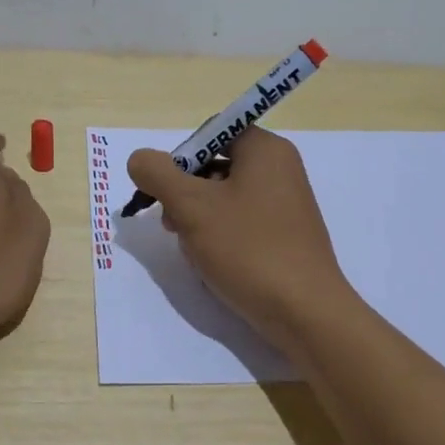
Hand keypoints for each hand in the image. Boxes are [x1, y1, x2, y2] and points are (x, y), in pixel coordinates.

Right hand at [126, 128, 356, 350]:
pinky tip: (213, 263)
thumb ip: (158, 174)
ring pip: (225, 198)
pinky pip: (243, 222)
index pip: (212, 132)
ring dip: (199, 219)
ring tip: (193, 250)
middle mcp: (280, 169)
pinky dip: (221, 236)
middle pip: (216, 165)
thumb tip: (140, 159)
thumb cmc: (248, 249)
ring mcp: (286, 203)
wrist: (304, 312)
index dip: (181, 157)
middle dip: (186, 193)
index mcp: (265, 149)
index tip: (166, 191)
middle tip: (172, 225)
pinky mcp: (286, 235)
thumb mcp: (191, 206)